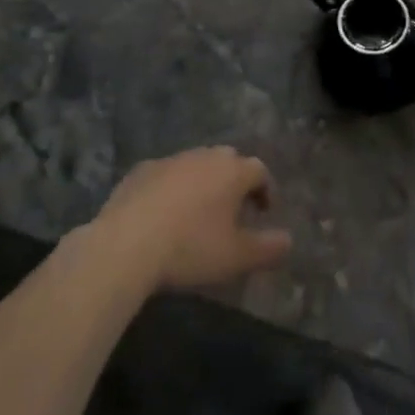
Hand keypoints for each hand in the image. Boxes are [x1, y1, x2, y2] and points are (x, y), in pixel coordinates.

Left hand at [90, 146, 292, 291]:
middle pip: (228, 161)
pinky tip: (163, 213)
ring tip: (197, 213)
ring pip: (196, 164)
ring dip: (202, 182)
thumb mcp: (236, 258)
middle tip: (232, 210)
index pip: (259, 170)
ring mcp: (171, 159)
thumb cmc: (190, 248)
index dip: (265, 190)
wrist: (126, 244)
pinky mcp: (142, 170)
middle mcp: (205, 156)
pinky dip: (171, 188)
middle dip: (234, 181)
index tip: (263, 212)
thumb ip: (268, 248)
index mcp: (232, 171)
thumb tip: (289, 240)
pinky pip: (166, 174)